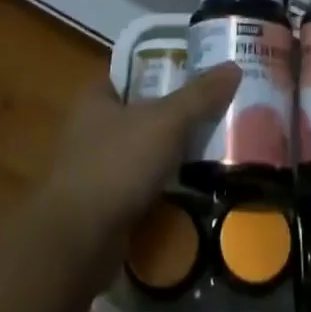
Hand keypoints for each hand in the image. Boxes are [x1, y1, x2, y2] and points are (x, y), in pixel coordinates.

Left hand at [38, 64, 240, 255]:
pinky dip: (165, 187)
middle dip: (176, 113)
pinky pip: (142, 187)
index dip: (165, 66)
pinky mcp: (105, 206)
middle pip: (143, 111)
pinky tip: (196, 189)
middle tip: (217, 109)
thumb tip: (234, 66)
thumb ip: (199, 95)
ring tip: (215, 148)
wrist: (77, 245)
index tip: (200, 69)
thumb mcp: (165, 122)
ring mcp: (96, 169)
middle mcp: (92, 128)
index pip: (134, 70)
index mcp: (97, 97)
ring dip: (173, 154)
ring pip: (144, 151)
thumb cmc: (116, 166)